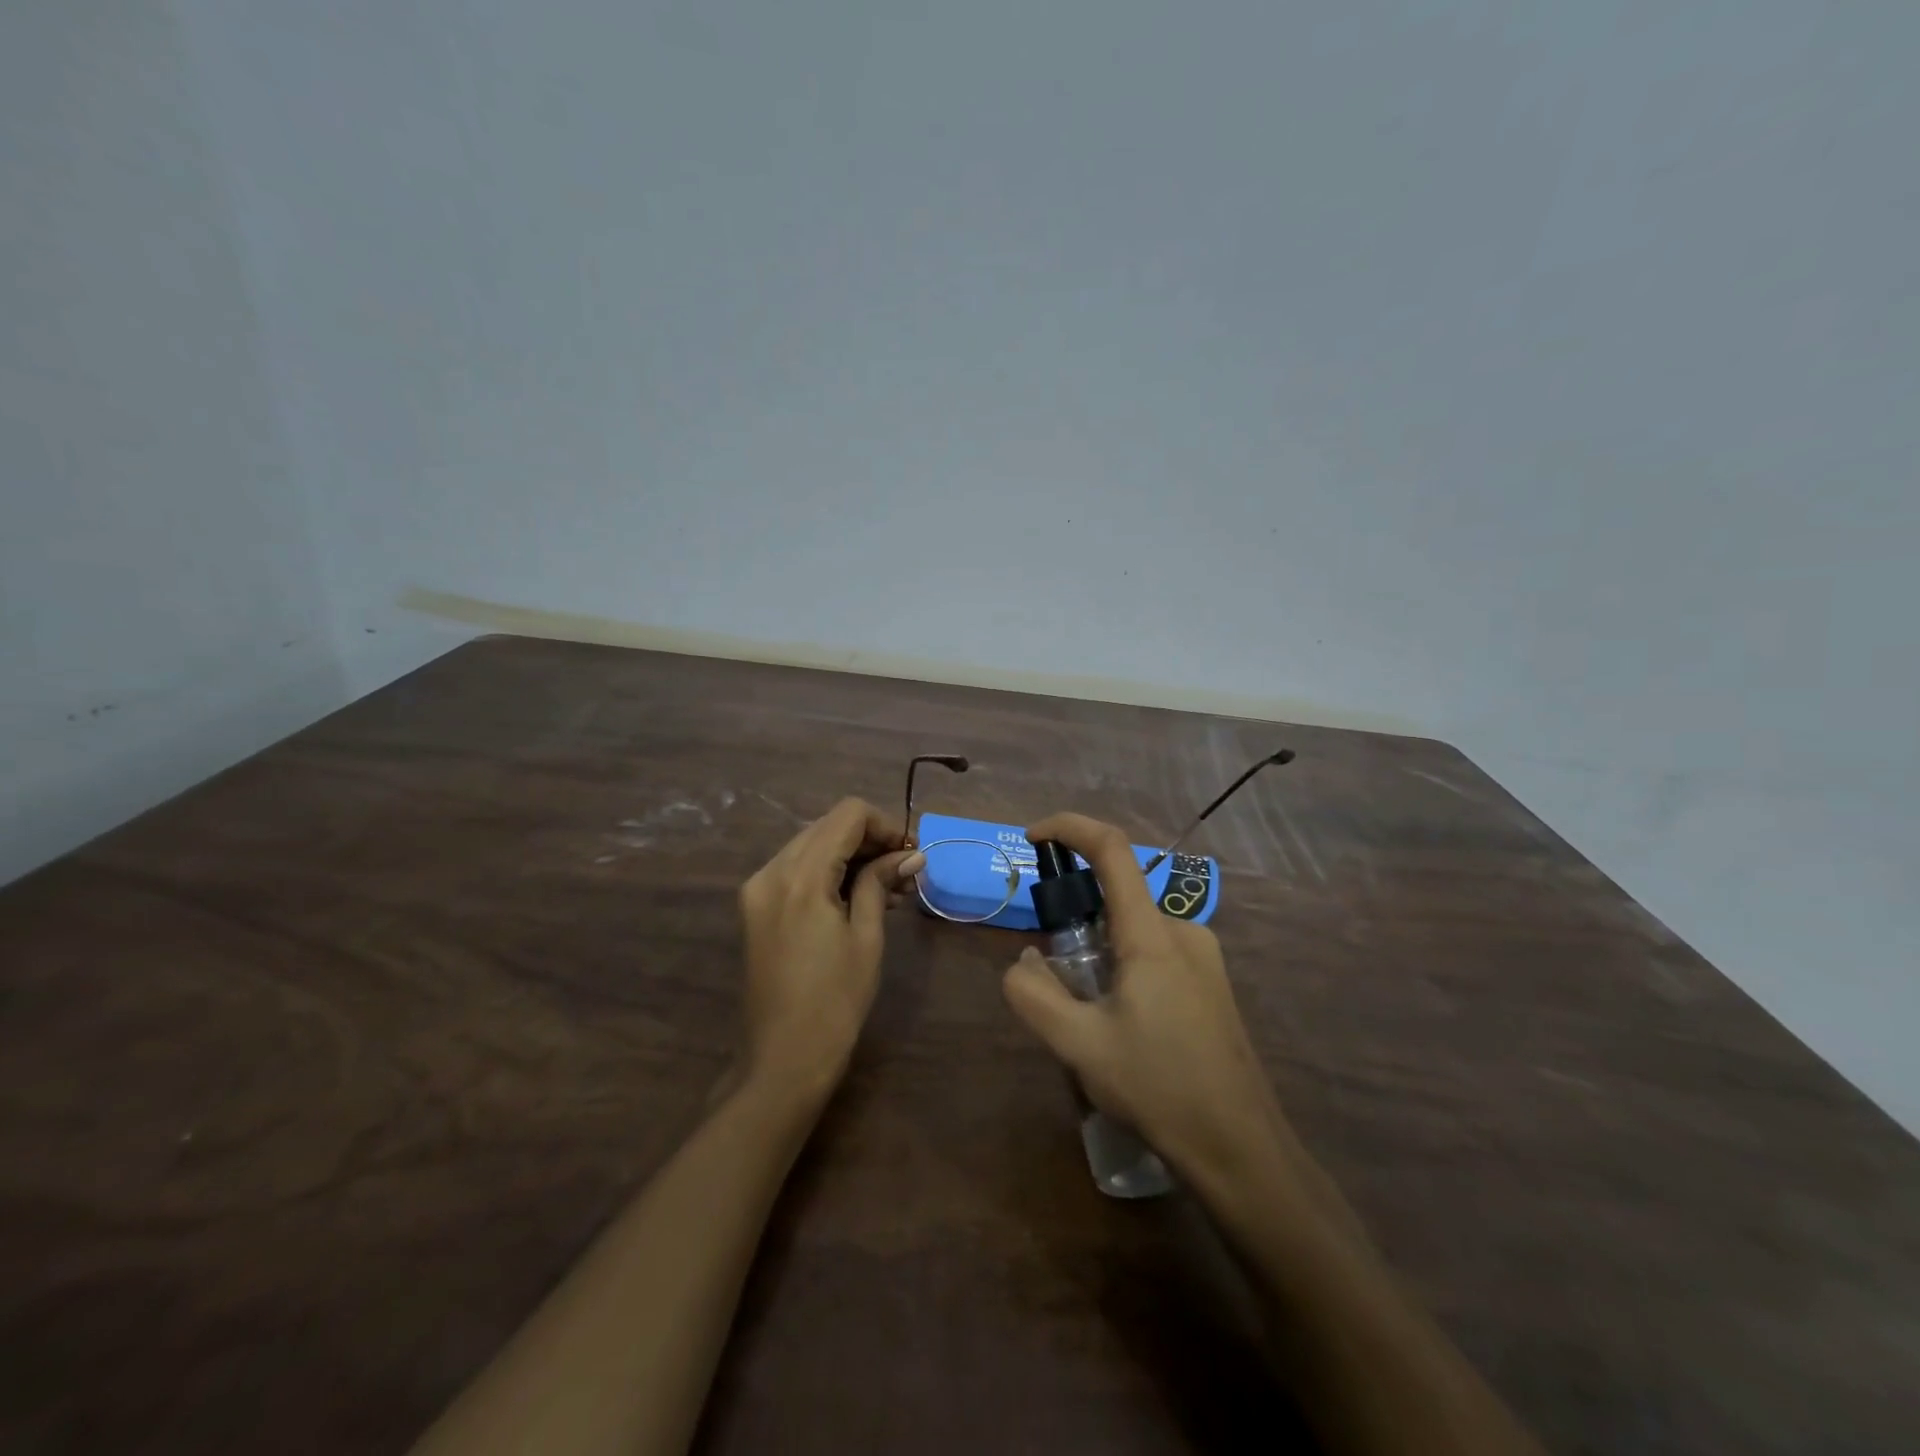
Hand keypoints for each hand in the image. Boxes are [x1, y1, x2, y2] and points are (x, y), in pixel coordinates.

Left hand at [738, 797, 924, 1100]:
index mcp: (800, 876)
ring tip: (888, 888)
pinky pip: (795, 870)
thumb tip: (911, 854)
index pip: (847, 815)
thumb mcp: (866, 937)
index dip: (885, 825)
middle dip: (869, 839)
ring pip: (811, 845)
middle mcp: (771, 871)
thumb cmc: (835, 1001)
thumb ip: (881, 883)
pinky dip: (827, 872)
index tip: (911, 853)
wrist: (782, 1060)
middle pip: (827, 826)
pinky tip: (856, 897)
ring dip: (849, 855)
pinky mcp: (755, 907)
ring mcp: (757, 889)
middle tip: (905, 871)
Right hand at [1001, 812, 1285, 1177]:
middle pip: (1118, 894)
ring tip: (1090, 1014)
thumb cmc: (1159, 1088)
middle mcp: (1183, 930)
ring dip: (1099, 949)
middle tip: (1057, 975)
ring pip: (1134, 928)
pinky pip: (1155, 950)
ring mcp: (1203, 956)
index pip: (1112, 849)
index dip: (1069, 827)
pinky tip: (1122, 1024)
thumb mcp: (1079, 1045)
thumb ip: (1034, 995)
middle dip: (1076, 916)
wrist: (1241, 1149)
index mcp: (1152, 934)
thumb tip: (1025, 960)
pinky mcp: (1212, 981)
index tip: (1032, 838)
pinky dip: (1123, 964)